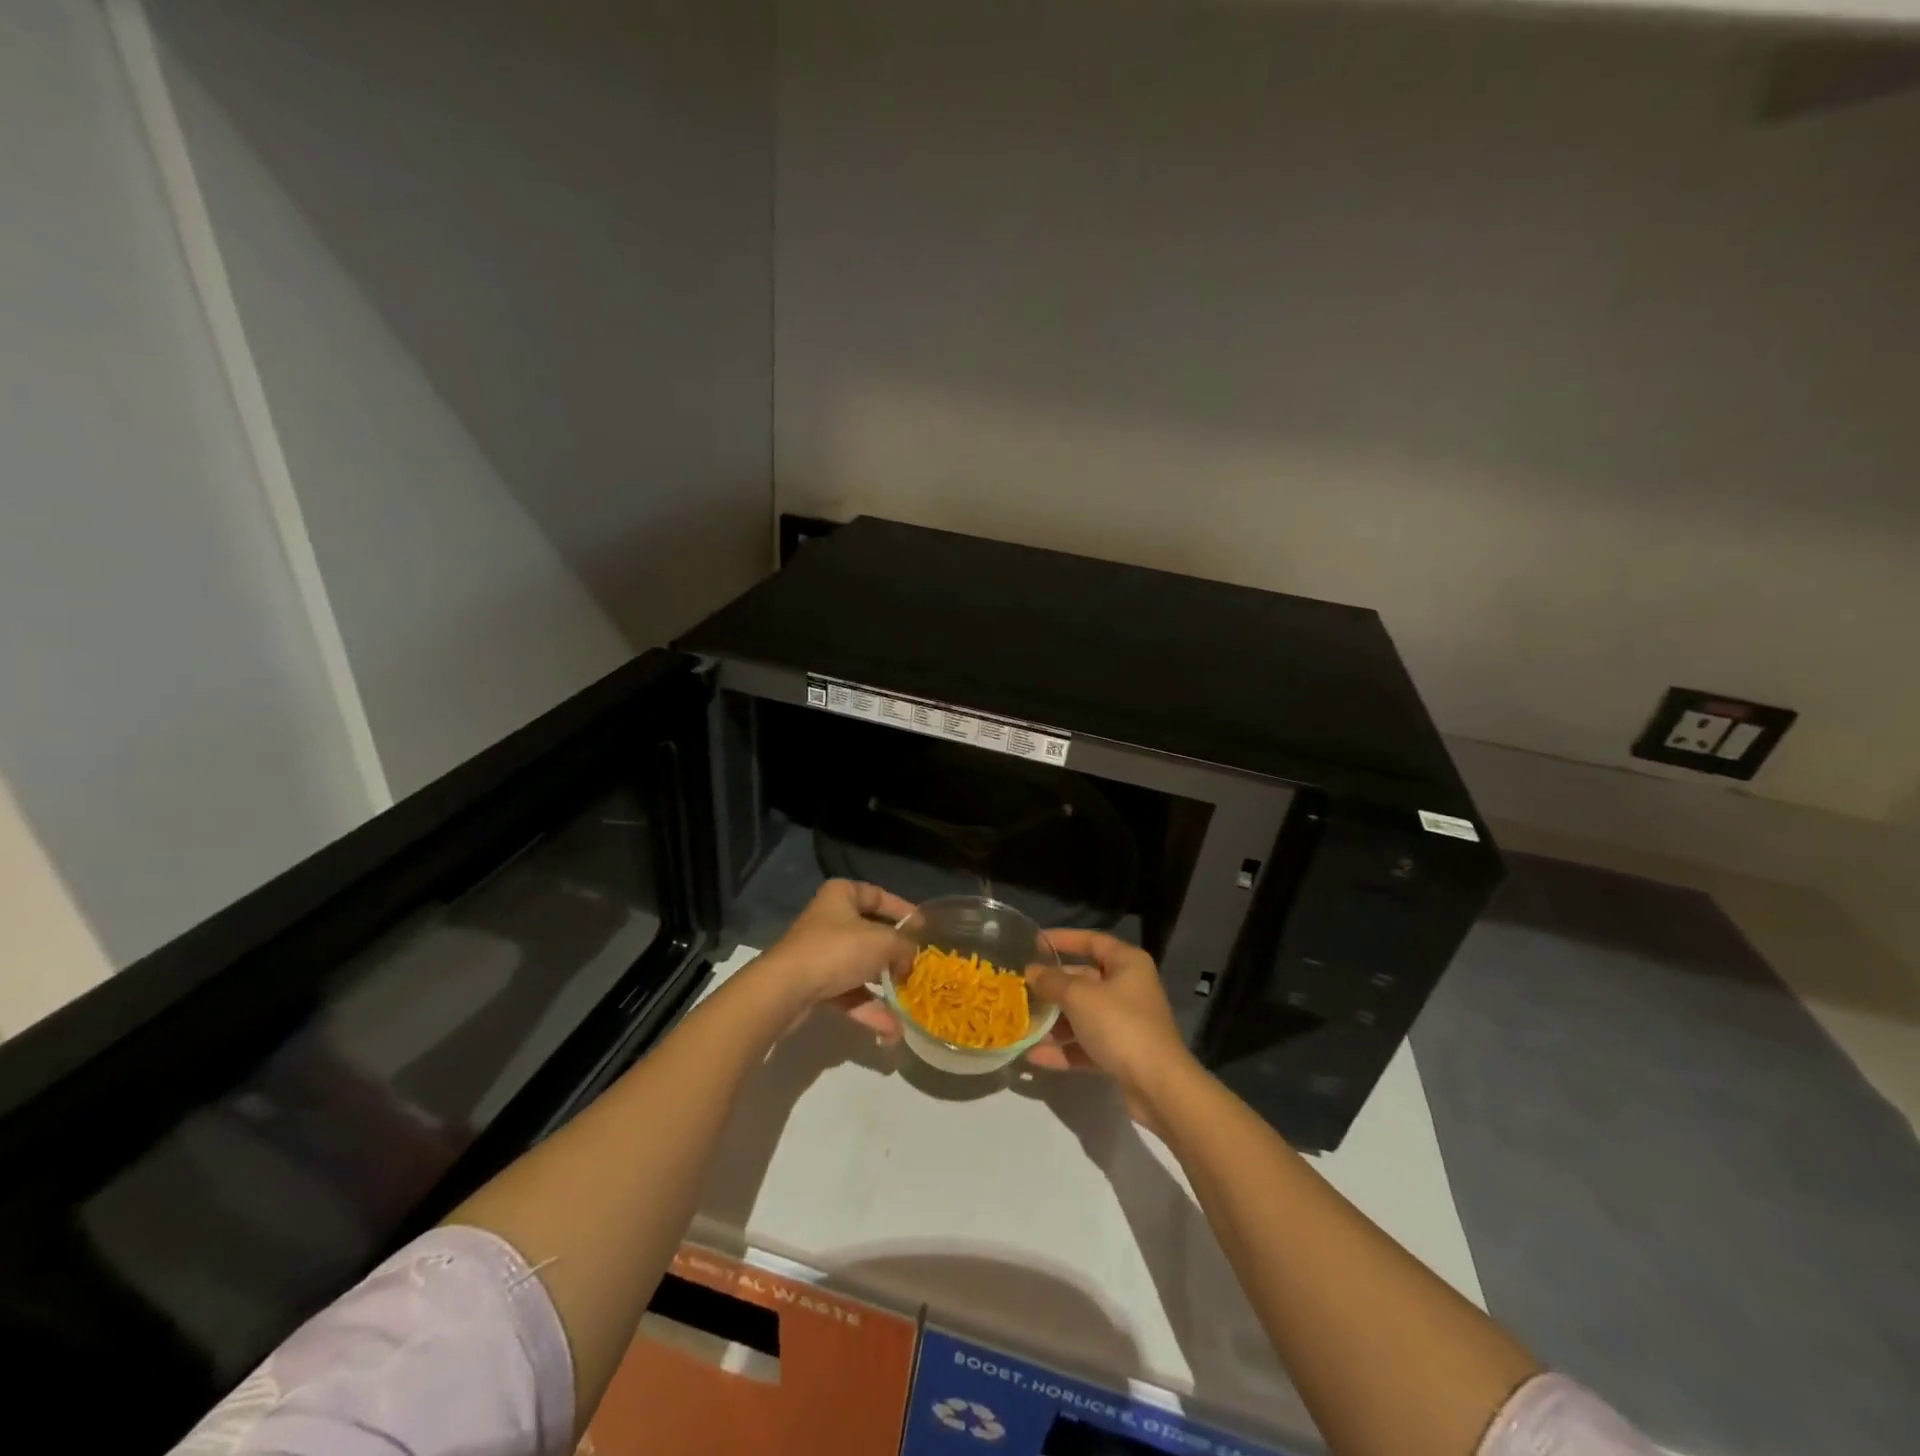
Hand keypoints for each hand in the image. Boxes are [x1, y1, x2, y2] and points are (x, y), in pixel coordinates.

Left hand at [753, 879, 911, 1037]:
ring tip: (909, 1006)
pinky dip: (869, 1009)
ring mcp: (820, 953)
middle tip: (919, 968)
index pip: (878, 896)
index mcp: (842, 896)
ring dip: (885, 989)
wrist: (786, 990)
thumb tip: (912, 958)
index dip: (903, 911)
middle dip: (896, 955)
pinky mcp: (814, 984)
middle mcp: (830, 919)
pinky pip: (849, 993)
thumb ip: (904, 946)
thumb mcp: (883, 942)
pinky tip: (891, 1031)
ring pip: (861, 968)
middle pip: (871, 934)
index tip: (924, 929)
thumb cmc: (837, 950)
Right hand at [1024, 930, 1194, 1102]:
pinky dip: (1063, 1049)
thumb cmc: (1119, 1025)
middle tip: (1021, 988)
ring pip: (1082, 1015)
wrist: (1158, 1086)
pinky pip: (1086, 1044)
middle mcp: (1128, 988)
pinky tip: (1034, 1056)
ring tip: (1022, 1025)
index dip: (1063, 939)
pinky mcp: (1120, 1053)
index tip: (1034, 943)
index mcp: (1127, 963)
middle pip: (1084, 979)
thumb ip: (1052, 982)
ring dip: (1054, 1021)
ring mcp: (1125, 1022)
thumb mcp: (1079, 997)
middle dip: (1052, 986)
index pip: (1092, 940)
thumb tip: (1031, 972)